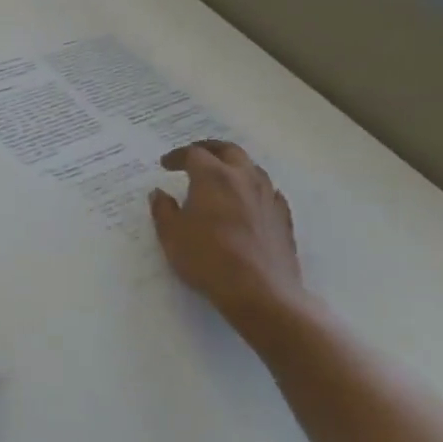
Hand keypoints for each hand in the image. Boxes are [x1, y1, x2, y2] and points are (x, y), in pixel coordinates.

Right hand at [149, 141, 304, 323]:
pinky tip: (246, 201)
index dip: (177, 156)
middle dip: (209, 149)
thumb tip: (160, 193)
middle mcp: (244, 178)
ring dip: (233, 166)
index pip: (194, 154)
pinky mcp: (283, 216)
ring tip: (220, 177)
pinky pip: (267, 190)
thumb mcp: (171, 234)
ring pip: (252, 168)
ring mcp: (268, 196)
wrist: (261, 291)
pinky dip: (252, 188)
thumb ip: (163, 209)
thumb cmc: (208, 258)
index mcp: (213, 177)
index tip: (165, 165)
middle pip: (228, 150)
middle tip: (194, 157)